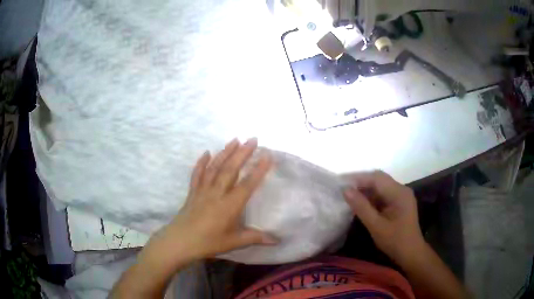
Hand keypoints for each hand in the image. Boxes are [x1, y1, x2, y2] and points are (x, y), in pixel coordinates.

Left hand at [152, 138, 276, 260]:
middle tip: (253, 139)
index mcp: (229, 205)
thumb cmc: (208, 243)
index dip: (258, 169)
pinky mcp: (193, 192)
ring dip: (225, 152)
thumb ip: (255, 238)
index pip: (247, 184)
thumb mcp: (234, 242)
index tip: (267, 155)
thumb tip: (277, 241)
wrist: (180, 241)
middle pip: (231, 169)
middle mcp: (217, 193)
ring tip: (235, 140)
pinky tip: (206, 153)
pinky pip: (197, 174)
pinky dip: (202, 163)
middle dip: (242, 153)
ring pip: (215, 167)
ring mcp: (203, 190)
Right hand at [343, 170, 425, 264]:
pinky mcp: (399, 202)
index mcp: (399, 193)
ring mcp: (401, 195)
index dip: (358, 178)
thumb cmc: (395, 241)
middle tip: (343, 188)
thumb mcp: (376, 226)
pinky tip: (361, 203)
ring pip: (380, 186)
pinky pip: (383, 194)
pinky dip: (371, 197)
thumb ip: (361, 207)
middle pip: (379, 179)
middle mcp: (401, 189)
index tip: (341, 182)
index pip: (377, 178)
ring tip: (349, 195)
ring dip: (365, 189)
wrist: (411, 253)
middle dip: (361, 182)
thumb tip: (346, 190)